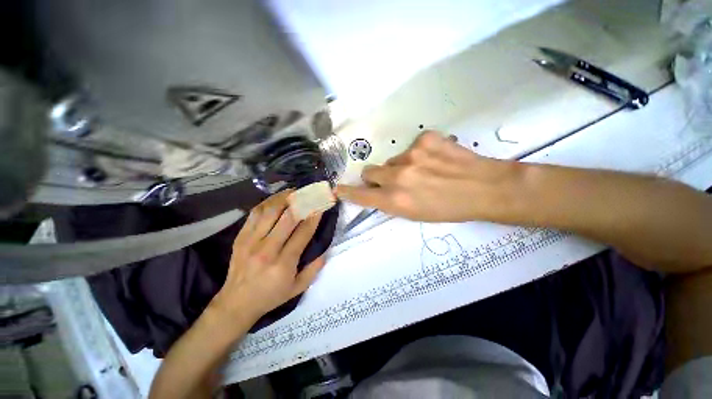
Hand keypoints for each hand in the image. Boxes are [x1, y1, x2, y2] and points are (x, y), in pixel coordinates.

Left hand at [209, 190, 325, 322]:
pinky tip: (276, 199)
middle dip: (301, 203)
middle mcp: (267, 249)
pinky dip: (267, 203)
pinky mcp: (240, 237)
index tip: (321, 205)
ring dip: (283, 198)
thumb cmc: (271, 296)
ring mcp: (251, 241)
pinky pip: (254, 214)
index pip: (303, 233)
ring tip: (294, 191)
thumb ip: (314, 269)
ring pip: (269, 212)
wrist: (236, 303)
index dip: (314, 217)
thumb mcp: (297, 289)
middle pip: (286, 218)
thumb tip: (325, 250)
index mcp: (283, 263)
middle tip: (310, 193)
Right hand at [336, 131, 523, 221]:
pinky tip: (436, 159)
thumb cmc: (449, 208)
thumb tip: (377, 190)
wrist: (484, 188)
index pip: (362, 195)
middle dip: (378, 177)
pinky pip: (411, 146)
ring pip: (392, 159)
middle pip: (370, 171)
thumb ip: (391, 202)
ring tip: (424, 171)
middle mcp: (398, 177)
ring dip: (401, 166)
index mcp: (396, 200)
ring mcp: (411, 155)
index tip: (338, 189)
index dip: (349, 192)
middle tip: (395, 180)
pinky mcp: (425, 138)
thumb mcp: (415, 214)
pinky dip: (419, 153)